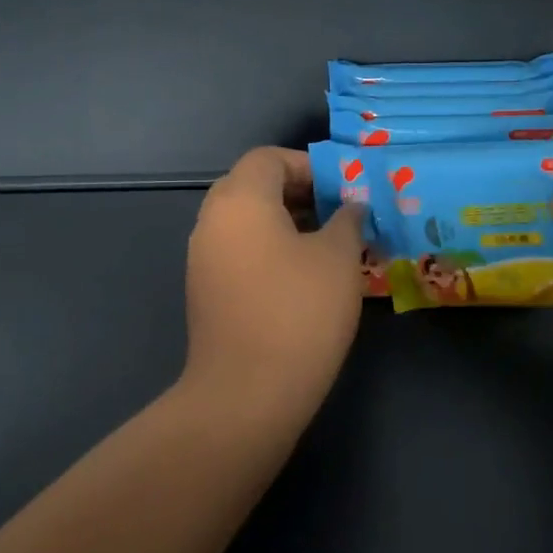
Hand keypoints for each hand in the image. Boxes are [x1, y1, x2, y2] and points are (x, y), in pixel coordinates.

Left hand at [183, 147, 365, 416]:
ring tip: (327, 245)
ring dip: (284, 222)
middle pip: (253, 186)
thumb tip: (350, 206)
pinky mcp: (205, 291)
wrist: (246, 394)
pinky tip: (302, 277)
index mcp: (240, 200)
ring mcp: (203, 258)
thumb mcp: (339, 258)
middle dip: (298, 193)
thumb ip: (347, 220)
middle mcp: (212, 221)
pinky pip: (238, 251)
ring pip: (245, 221)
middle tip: (338, 213)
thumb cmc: (299, 312)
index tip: (343, 189)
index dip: (309, 165)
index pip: (269, 158)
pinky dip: (268, 249)